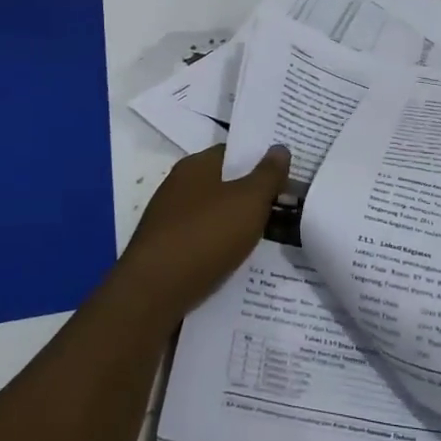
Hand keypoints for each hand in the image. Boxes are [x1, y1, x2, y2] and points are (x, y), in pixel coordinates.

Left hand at [116, 144, 290, 317]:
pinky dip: (221, 250)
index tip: (286, 174)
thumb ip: (268, 175)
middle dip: (252, 196)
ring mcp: (168, 221)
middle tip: (286, 207)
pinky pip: (203, 243)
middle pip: (223, 185)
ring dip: (238, 226)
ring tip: (270, 239)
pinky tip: (240, 264)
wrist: (153, 293)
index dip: (260, 161)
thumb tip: (280, 147)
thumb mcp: (249, 201)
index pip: (232, 153)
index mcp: (195, 167)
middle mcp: (177, 188)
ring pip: (214, 217)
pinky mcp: (165, 252)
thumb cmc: (205, 235)